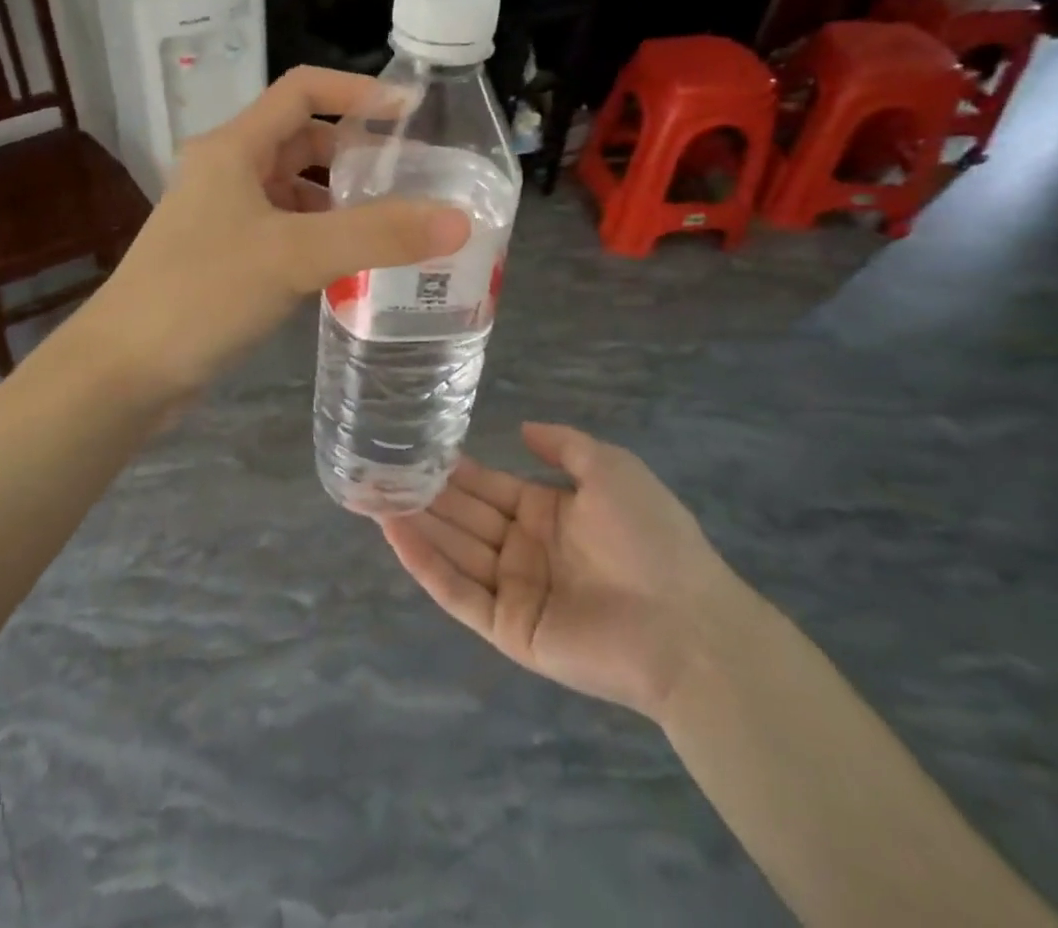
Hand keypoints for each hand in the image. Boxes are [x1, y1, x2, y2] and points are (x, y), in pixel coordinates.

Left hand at [79, 66, 471, 402]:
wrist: (125, 369)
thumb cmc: (202, 293)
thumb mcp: (294, 256)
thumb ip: (377, 235)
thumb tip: (458, 220)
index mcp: (233, 147)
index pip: (302, 90)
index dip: (358, 91)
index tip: (412, 113)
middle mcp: (225, 171)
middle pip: (301, 141)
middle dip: (356, 154)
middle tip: (413, 179)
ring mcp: (221, 216)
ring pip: (293, 191)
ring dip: (339, 201)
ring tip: (395, 224)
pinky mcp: (223, 256)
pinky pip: (283, 231)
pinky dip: (319, 237)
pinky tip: (350, 265)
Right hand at [380, 423, 742, 722]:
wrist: (688, 625)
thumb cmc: (652, 538)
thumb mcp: (612, 469)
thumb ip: (565, 446)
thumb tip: (522, 428)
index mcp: (547, 514)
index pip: (487, 486)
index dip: (452, 468)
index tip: (413, 446)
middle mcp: (524, 549)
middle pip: (463, 516)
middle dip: (422, 493)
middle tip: (375, 468)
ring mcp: (513, 591)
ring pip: (453, 549)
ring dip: (413, 523)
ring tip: (369, 494)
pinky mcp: (507, 629)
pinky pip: (458, 592)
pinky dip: (425, 563)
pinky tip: (393, 532)